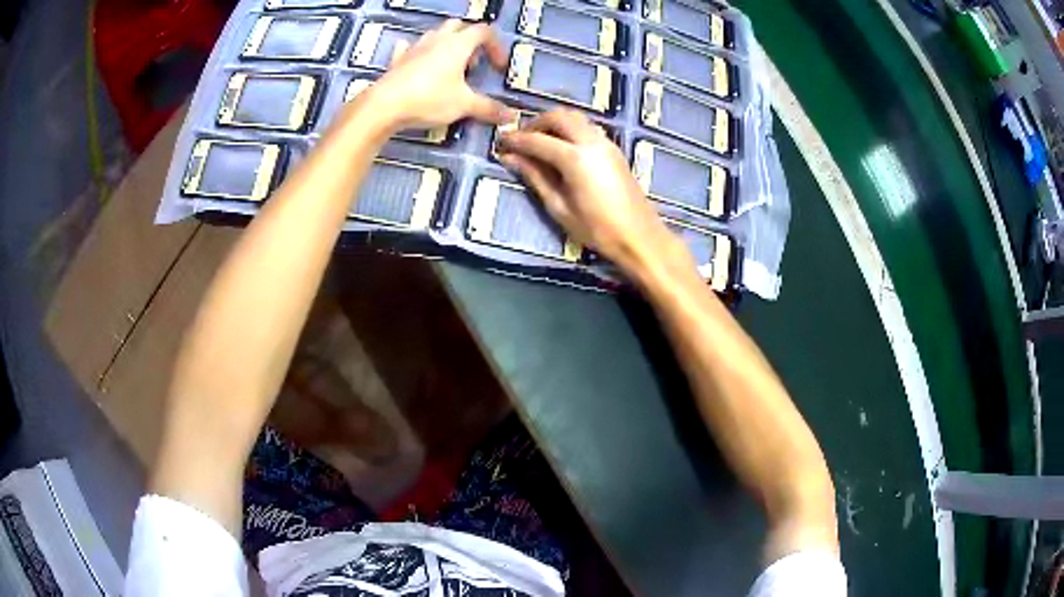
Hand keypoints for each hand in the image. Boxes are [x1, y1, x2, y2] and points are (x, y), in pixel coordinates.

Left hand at [368, 20, 512, 129]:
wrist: (384, 106)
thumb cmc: (429, 98)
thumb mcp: (464, 105)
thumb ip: (488, 108)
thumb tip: (511, 116)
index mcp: (458, 44)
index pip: (484, 32)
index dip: (496, 47)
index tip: (498, 69)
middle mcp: (437, 40)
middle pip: (458, 26)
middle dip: (469, 41)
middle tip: (472, 64)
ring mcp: (414, 48)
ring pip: (434, 35)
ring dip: (446, 45)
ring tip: (449, 68)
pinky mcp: (397, 61)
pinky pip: (408, 48)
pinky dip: (417, 53)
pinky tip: (417, 63)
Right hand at [498, 109, 687, 273]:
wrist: (640, 237)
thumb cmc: (597, 230)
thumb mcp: (559, 208)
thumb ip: (535, 177)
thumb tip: (510, 158)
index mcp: (575, 158)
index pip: (537, 140)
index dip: (515, 140)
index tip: (499, 142)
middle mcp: (591, 142)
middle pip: (558, 116)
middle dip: (535, 123)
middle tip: (520, 139)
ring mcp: (606, 143)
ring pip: (575, 118)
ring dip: (553, 123)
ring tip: (538, 142)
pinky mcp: (614, 149)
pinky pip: (586, 127)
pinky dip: (569, 129)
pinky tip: (560, 147)